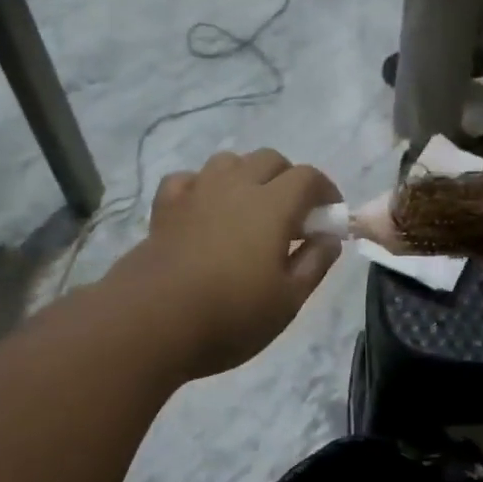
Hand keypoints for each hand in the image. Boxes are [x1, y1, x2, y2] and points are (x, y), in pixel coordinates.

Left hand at [118, 149, 342, 379]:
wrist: (152, 321)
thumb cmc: (231, 315)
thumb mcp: (288, 300)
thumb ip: (315, 263)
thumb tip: (330, 238)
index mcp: (273, 205)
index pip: (308, 177)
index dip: (326, 191)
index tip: (330, 216)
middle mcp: (235, 186)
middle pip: (270, 160)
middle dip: (289, 180)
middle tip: (293, 217)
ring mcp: (196, 192)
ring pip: (229, 162)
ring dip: (247, 177)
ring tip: (250, 211)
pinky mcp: (165, 207)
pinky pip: (189, 180)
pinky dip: (204, 188)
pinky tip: (205, 211)